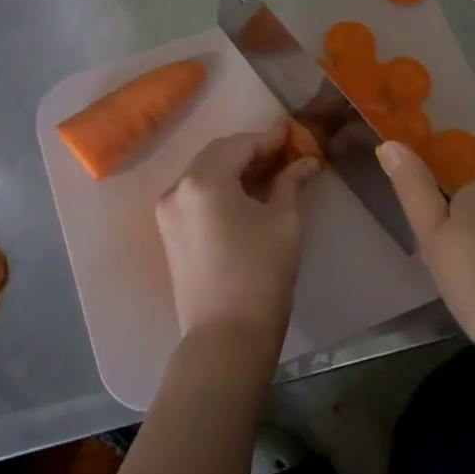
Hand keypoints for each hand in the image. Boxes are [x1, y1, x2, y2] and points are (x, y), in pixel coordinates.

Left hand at [157, 122, 320, 360]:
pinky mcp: (169, 234)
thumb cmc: (261, 273)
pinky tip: (247, 198)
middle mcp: (177, 189)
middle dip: (251, 152)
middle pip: (217, 155)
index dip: (270, 139)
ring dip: (235, 170)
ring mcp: (168, 213)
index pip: (240, 144)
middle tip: (285, 156)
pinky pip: (196, 197)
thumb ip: (291, 182)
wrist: (226, 336)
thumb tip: (306, 162)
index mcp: (203, 180)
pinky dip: (220, 189)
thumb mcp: (284, 221)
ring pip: (204, 175)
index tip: (295, 137)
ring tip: (270, 176)